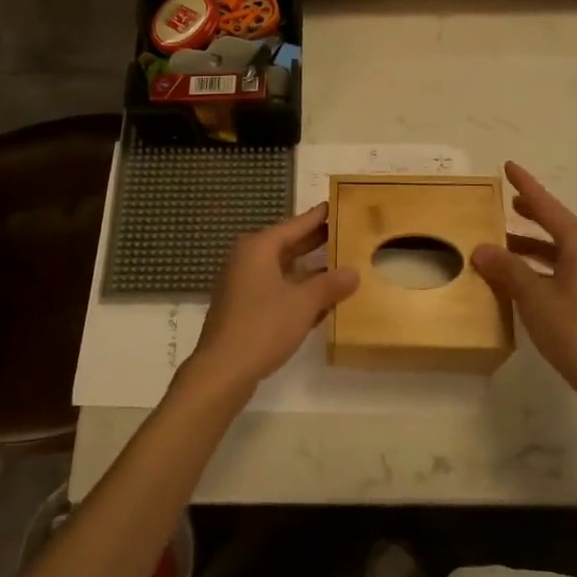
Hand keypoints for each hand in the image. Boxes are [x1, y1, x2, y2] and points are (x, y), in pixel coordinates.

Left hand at [179, 204, 358, 402]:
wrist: (223, 370)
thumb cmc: (263, 326)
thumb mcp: (304, 303)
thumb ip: (330, 284)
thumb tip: (353, 272)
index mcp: (258, 248)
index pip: (294, 225)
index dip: (318, 217)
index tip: (336, 206)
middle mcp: (247, 259)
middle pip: (287, 245)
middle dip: (315, 242)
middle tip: (345, 234)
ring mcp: (243, 284)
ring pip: (282, 270)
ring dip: (309, 271)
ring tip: (340, 267)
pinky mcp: (243, 307)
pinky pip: (276, 290)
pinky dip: (296, 291)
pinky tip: (321, 302)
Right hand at [471, 162, 576, 407]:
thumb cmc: (576, 331)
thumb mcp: (534, 297)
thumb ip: (506, 269)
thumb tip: (481, 248)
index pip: (548, 206)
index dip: (526, 186)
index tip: (509, 166)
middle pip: (558, 227)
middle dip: (532, 215)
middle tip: (508, 204)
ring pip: (562, 252)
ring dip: (534, 247)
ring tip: (505, 247)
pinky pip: (567, 271)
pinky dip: (544, 268)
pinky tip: (525, 282)